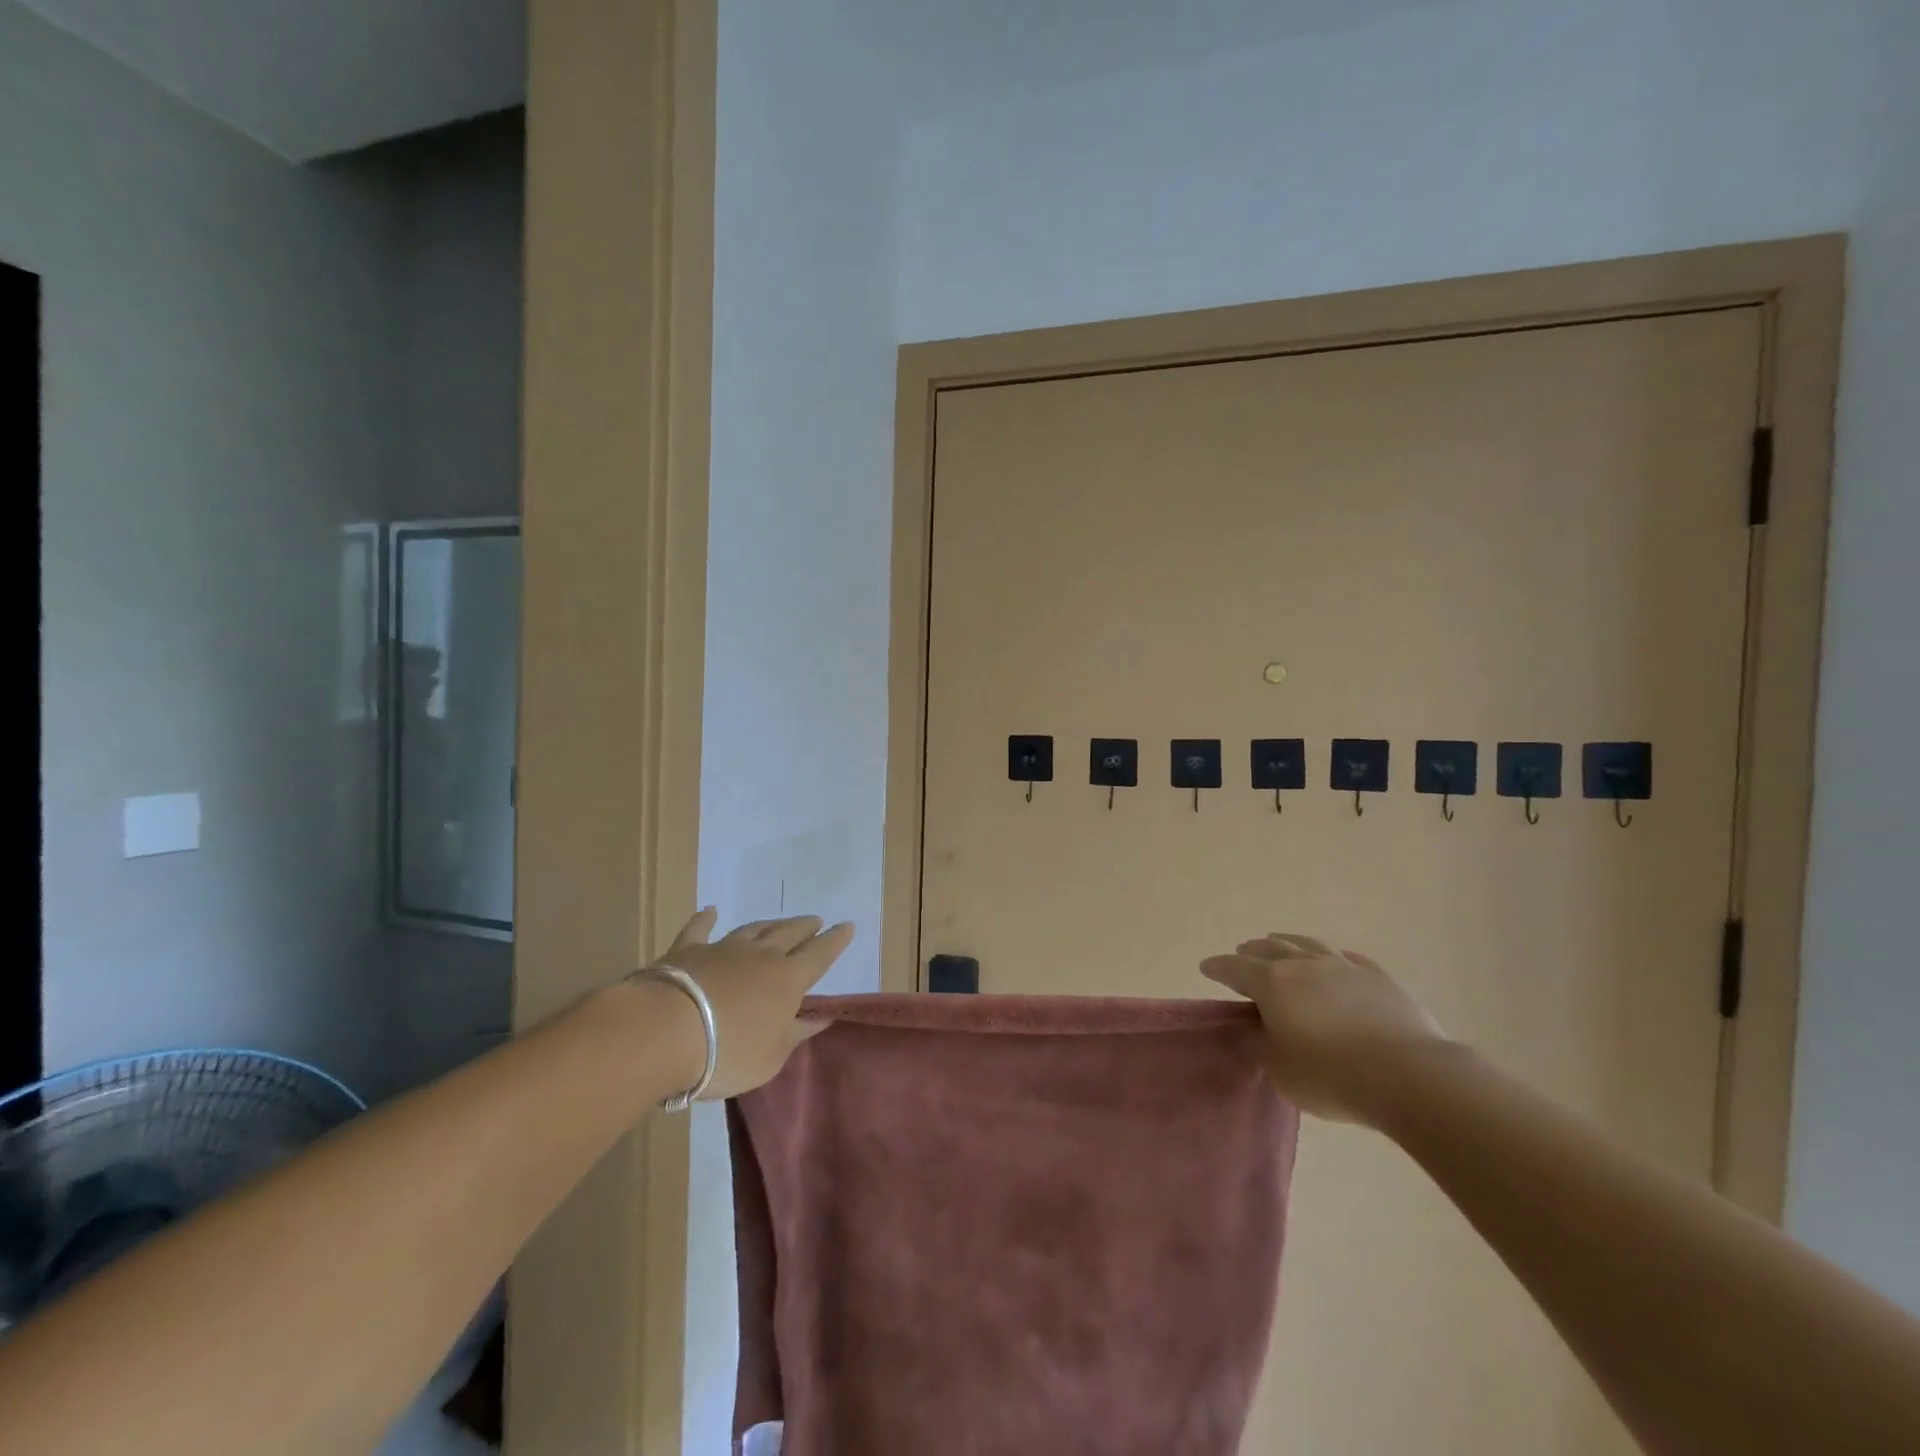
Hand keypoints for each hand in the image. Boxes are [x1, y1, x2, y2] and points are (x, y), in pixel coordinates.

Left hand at [644, 908, 853, 1099]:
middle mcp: (761, 956)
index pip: (820, 954)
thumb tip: (821, 1017)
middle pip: (789, 934)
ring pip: (753, 929)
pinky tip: (709, 911)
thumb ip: (795, 1034)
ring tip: (779, 922)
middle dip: (805, 927)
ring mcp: (723, 949)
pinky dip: (706, 919)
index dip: (835, 940)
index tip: (848, 926)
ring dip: (769, 924)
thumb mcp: (770, 1057)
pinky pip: (699, 929)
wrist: (665, 1032)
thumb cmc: (726, 1053)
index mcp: (787, 980)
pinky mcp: (687, 951)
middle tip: (815, 921)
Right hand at [1201, 934, 1446, 1124]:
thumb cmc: (1333, 1076)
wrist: (1410, 1076)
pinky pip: (1346, 957)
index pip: (1235, 968)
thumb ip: (1262, 1045)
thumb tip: (1253, 1030)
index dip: (1218, 968)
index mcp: (1272, 983)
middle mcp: (1303, 964)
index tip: (1206, 967)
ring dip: (1287, 942)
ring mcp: (1343, 966)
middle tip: (1242, 954)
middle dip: (1251, 951)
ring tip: (1278, 942)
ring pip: (1307, 944)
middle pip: (1269, 948)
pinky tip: (1332, 958)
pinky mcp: (1378, 977)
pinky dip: (1330, 955)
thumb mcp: (1282, 1070)